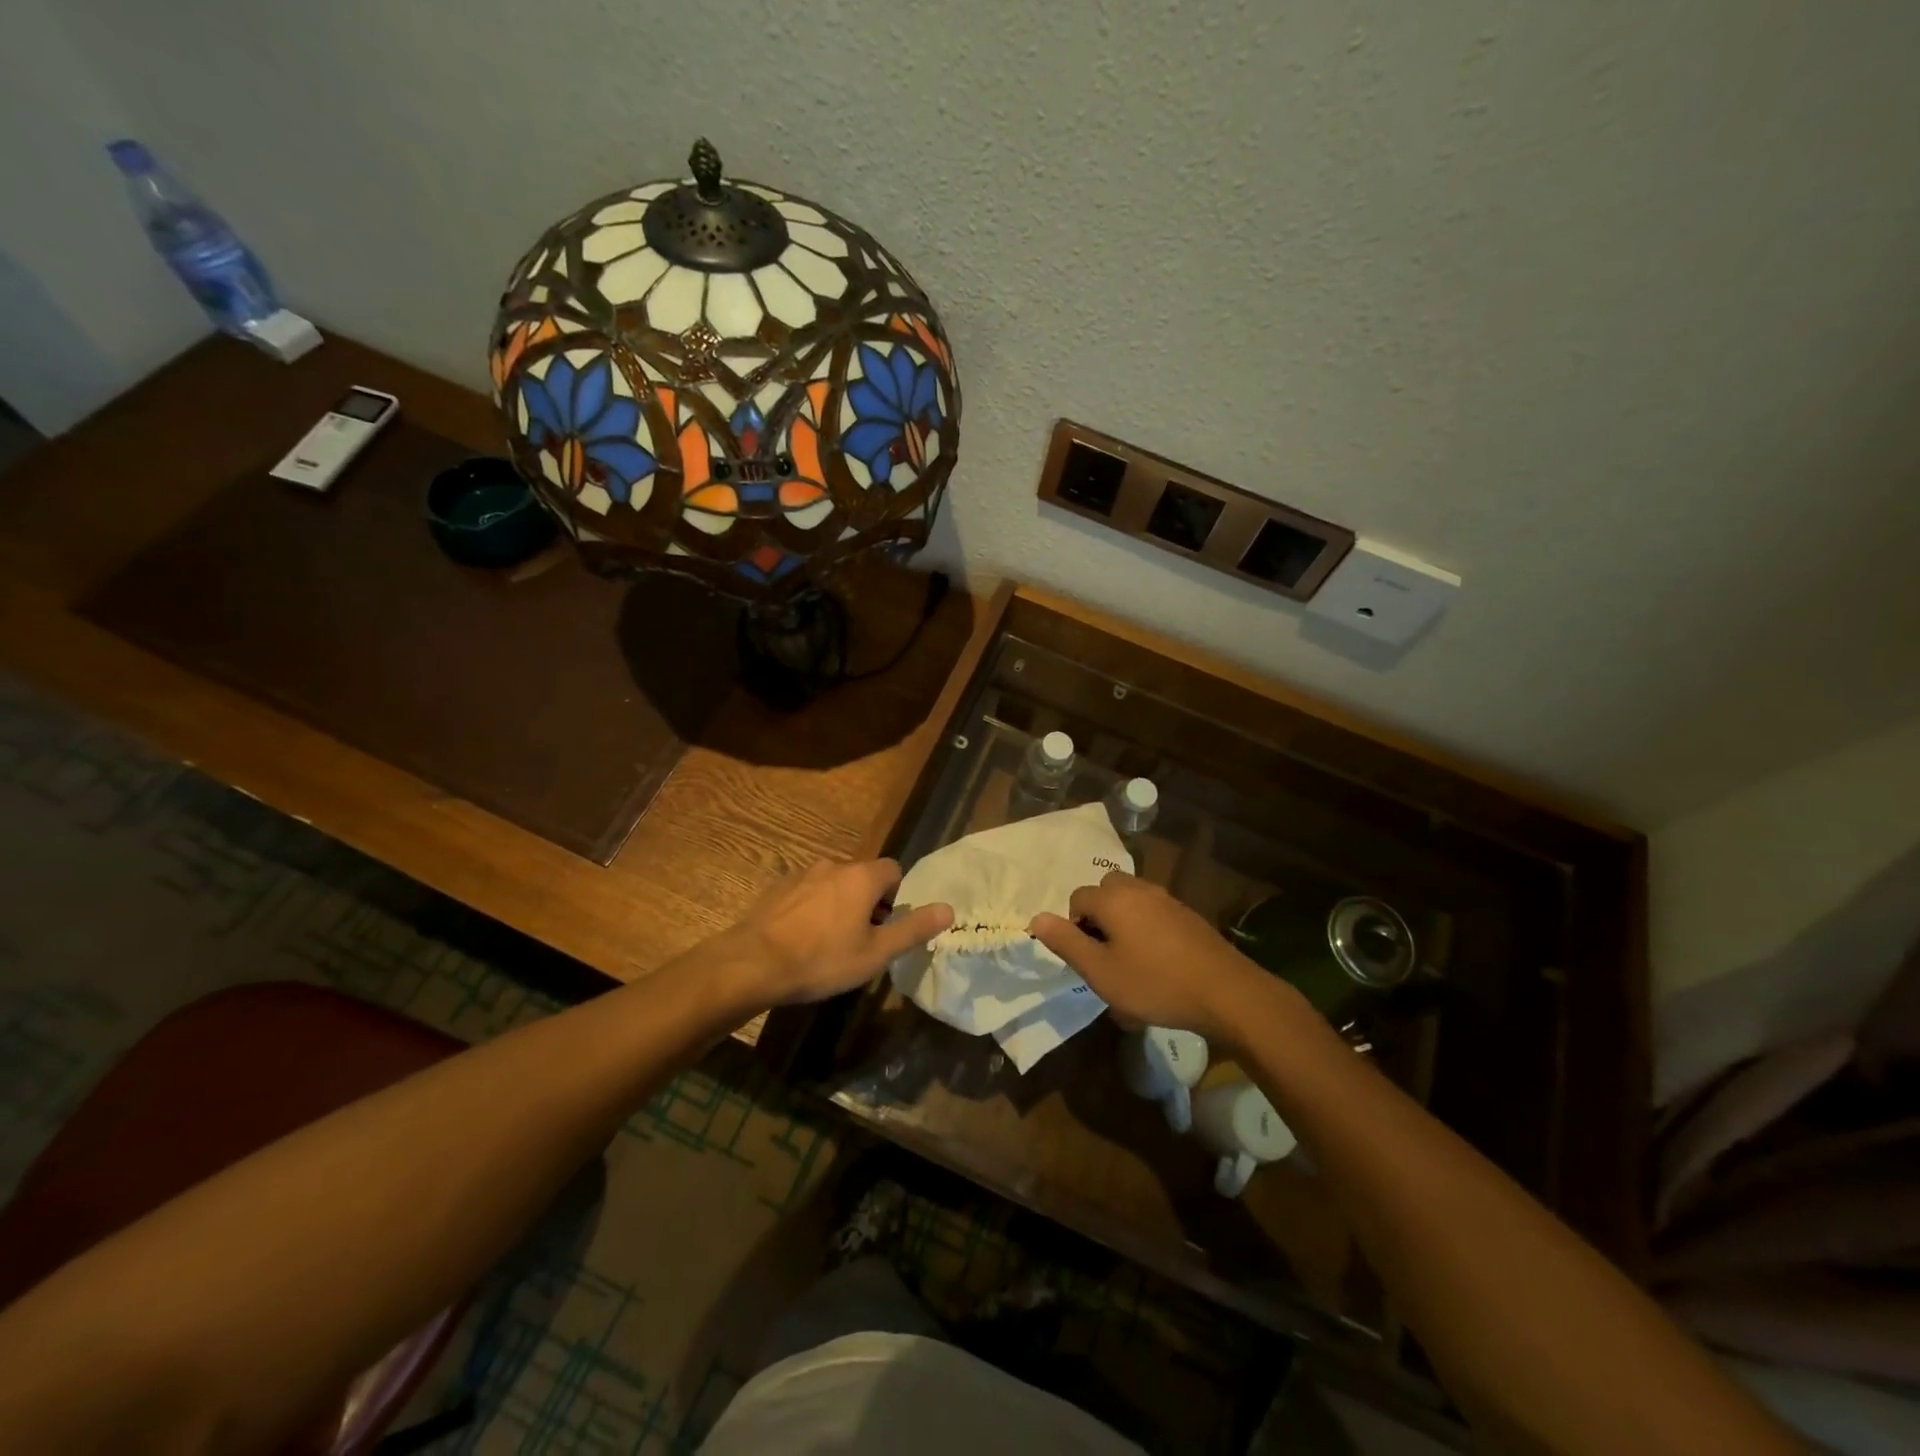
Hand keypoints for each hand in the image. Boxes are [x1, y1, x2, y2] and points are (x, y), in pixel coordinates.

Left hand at [727, 858, 951, 1007]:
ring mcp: (802, 874)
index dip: (895, 896)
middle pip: (862, 876)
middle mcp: (834, 865)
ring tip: (828, 942)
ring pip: (833, 884)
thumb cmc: (822, 959)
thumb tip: (949, 909)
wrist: (753, 963)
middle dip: (867, 901)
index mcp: (862, 877)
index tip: (886, 926)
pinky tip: (801, 939)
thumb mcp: (875, 953)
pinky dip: (811, 908)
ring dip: (838, 904)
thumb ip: (913, 929)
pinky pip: (806, 892)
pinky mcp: (777, 887)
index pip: (893, 870)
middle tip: (860, 939)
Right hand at [1029, 872, 1275, 1041]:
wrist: (1225, 992)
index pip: (1077, 899)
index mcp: (1113, 898)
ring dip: (1123, 925)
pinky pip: (1153, 914)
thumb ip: (1066, 942)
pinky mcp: (1187, 915)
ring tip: (1131, 964)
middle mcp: (1138, 889)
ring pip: (1131, 902)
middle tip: (1106, 958)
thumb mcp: (1100, 971)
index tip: (1088, 960)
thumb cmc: (1154, 983)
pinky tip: (1158, 965)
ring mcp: (1167, 899)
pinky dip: (1146, 931)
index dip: (1075, 928)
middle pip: (1105, 893)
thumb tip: (1037, 918)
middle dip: (1099, 920)